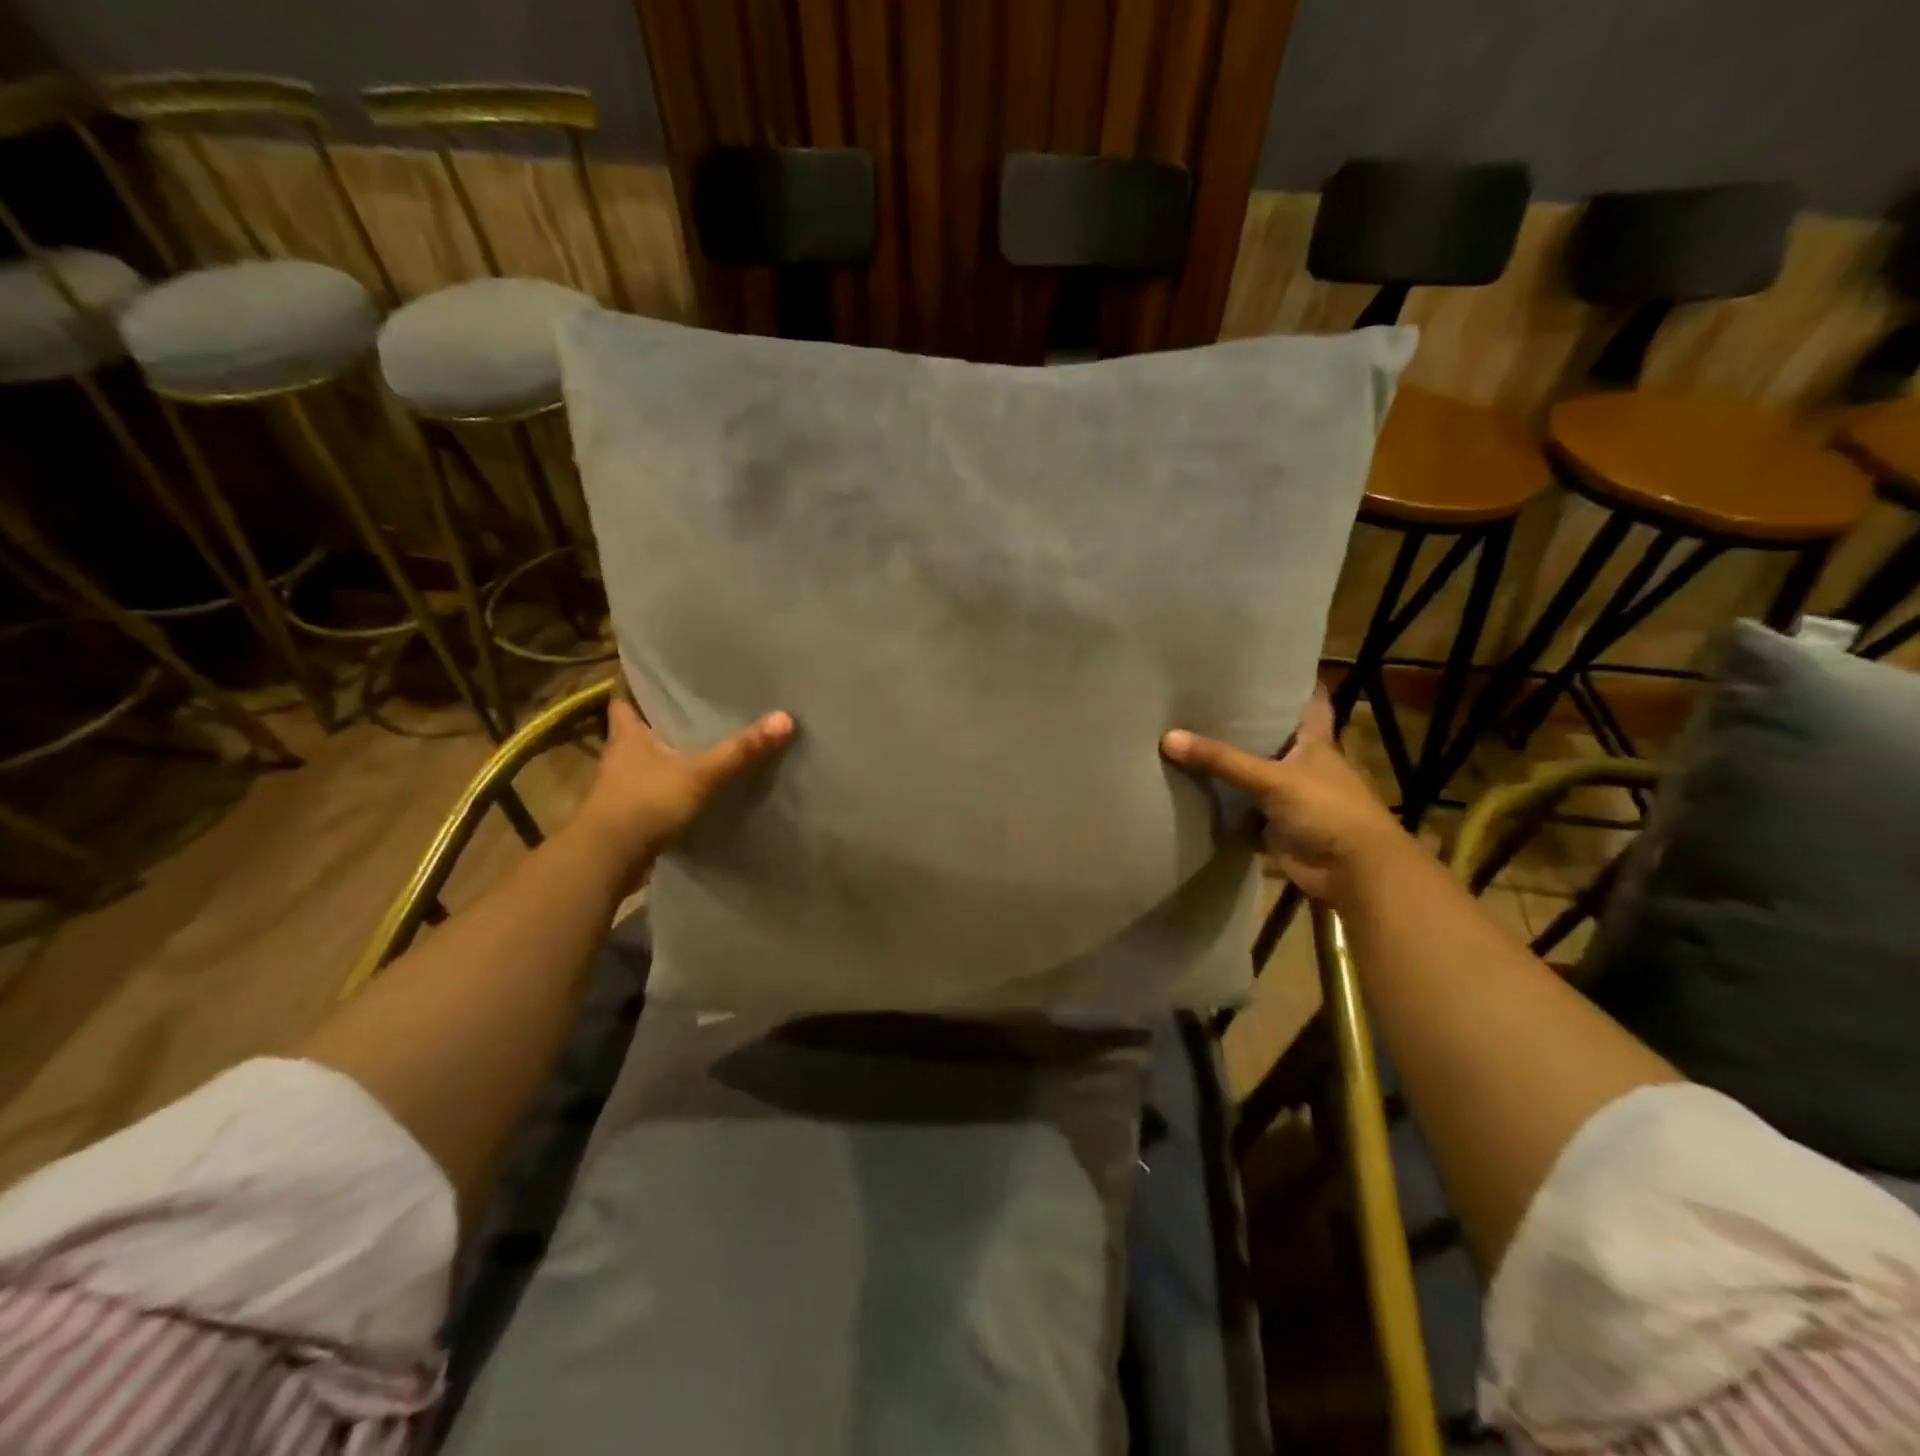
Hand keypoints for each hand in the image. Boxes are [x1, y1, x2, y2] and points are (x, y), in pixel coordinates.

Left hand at [572, 692, 794, 881]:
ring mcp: (624, 785)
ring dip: (668, 749)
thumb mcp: (698, 774)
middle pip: (638, 725)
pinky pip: (656, 786)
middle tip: (695, 697)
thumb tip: (785, 718)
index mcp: (627, 734)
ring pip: (647, 756)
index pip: (623, 695)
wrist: (606, 862)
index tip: (655, 668)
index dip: (636, 680)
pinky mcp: (632, 811)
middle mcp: (621, 754)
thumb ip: (740, 750)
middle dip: (661, 713)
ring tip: (704, 735)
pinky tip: (698, 781)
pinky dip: (673, 781)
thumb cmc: (643, 804)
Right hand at [1160, 689, 1410, 903]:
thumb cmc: (1327, 810)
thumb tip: (1168, 737)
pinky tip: (1192, 794)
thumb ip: (1222, 760)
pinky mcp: (1277, 829)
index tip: (1262, 668)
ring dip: (1230, 769)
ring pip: (1254, 778)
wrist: (1353, 872)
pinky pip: (1243, 814)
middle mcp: (1303, 766)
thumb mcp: (1273, 779)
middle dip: (1244, 726)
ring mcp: (1290, 799)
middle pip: (1272, 740)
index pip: (1309, 704)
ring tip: (1187, 742)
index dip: (1292, 686)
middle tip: (1202, 703)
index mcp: (1315, 743)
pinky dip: (1224, 809)